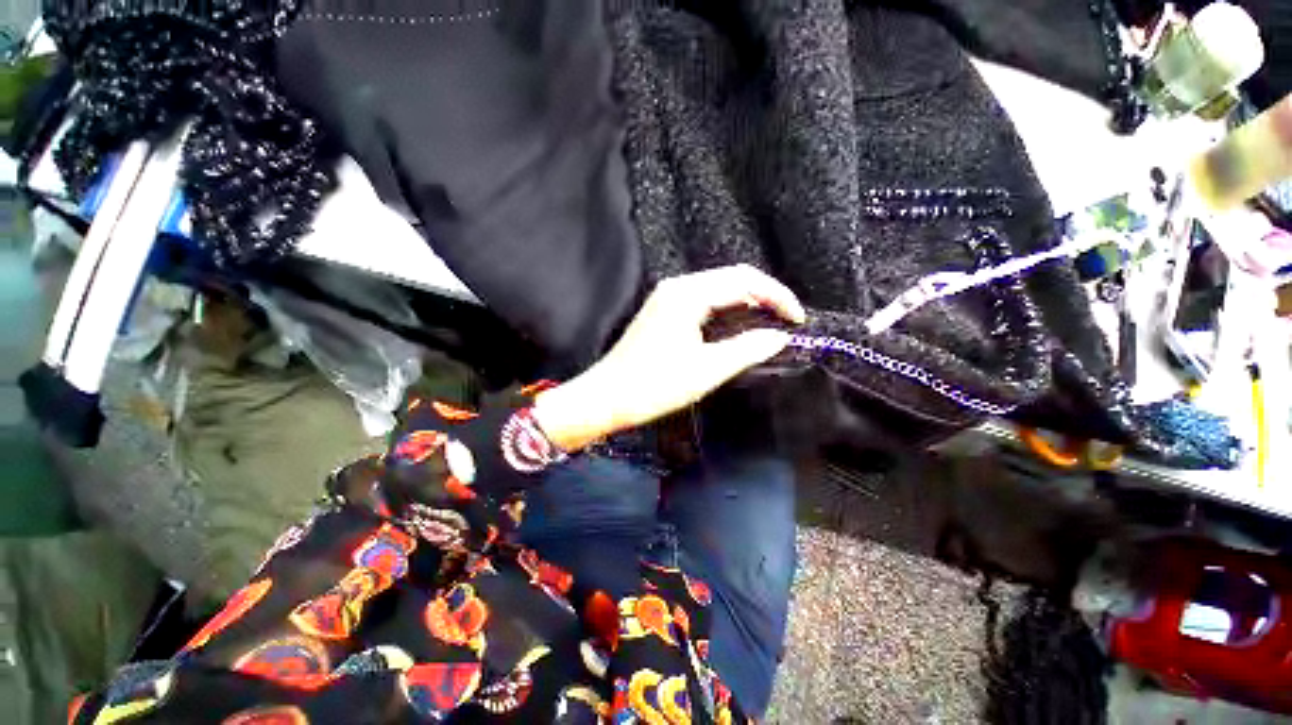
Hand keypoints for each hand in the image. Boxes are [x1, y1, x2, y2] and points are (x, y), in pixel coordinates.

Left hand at [534, 265, 804, 450]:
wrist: (606, 397)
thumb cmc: (654, 385)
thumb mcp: (706, 370)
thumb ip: (747, 348)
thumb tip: (779, 336)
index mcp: (688, 294)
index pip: (744, 280)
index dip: (777, 296)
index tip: (798, 319)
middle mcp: (678, 287)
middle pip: (732, 279)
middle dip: (764, 297)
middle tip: (787, 322)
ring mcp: (668, 297)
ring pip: (719, 290)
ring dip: (746, 304)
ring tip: (769, 325)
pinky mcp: (664, 311)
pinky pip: (704, 301)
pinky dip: (727, 311)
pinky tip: (738, 327)